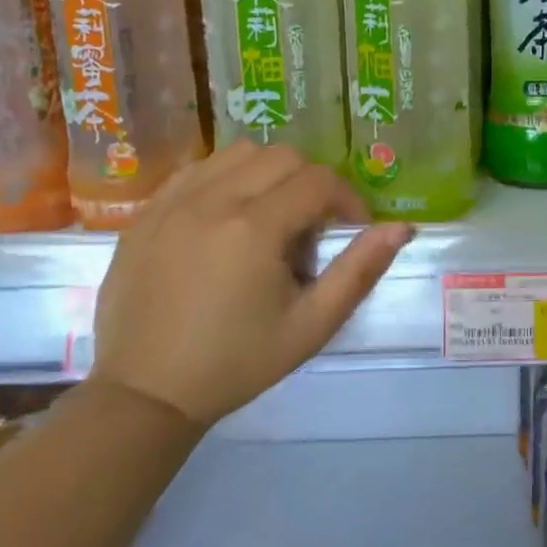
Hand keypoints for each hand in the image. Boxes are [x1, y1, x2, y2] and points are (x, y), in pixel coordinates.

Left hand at [90, 141, 413, 427]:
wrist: (145, 393)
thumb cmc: (236, 363)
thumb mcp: (311, 326)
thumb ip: (359, 271)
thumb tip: (401, 227)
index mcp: (254, 228)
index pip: (319, 182)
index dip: (348, 201)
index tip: (352, 231)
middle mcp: (212, 200)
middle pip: (282, 156)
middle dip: (312, 183)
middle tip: (310, 230)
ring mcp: (172, 202)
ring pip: (239, 153)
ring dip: (269, 174)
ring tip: (270, 219)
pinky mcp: (146, 212)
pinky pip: (198, 169)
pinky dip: (226, 179)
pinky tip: (228, 218)